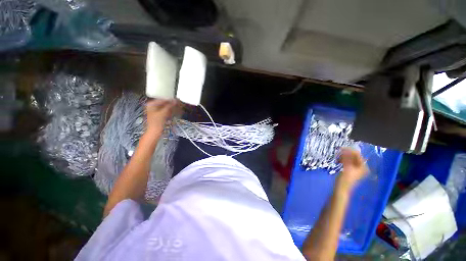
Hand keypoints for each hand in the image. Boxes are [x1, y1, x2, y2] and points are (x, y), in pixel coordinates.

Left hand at [144, 99, 176, 136]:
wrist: (155, 132)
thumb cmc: (156, 123)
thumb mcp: (163, 113)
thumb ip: (169, 106)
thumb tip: (174, 101)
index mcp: (151, 104)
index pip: (162, 99)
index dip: (170, 100)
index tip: (177, 100)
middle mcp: (153, 107)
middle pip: (165, 103)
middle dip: (172, 104)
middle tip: (178, 104)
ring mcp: (156, 112)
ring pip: (166, 108)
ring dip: (172, 108)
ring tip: (178, 108)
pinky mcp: (160, 116)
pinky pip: (166, 112)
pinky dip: (171, 112)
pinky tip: (176, 112)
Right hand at [337, 148, 367, 190]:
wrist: (341, 188)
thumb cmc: (345, 179)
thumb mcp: (347, 168)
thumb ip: (347, 158)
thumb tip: (345, 149)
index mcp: (363, 167)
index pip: (357, 155)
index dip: (349, 150)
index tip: (340, 148)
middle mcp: (361, 167)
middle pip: (354, 156)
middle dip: (345, 153)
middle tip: (337, 152)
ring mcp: (356, 168)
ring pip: (350, 158)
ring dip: (343, 156)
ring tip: (337, 157)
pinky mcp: (350, 170)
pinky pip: (347, 161)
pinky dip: (342, 160)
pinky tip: (338, 161)